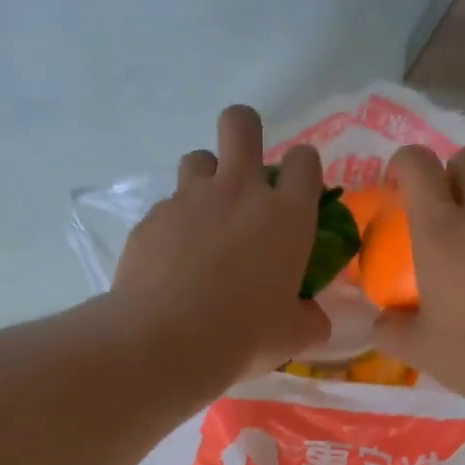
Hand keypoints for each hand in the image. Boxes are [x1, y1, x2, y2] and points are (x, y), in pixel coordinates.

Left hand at [109, 105, 331, 393]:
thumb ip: (309, 317)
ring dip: (206, 178)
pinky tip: (170, 261)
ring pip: (198, 159)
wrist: (168, 340)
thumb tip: (312, 315)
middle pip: (241, 123)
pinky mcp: (152, 217)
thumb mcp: (293, 335)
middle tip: (244, 168)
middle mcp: (238, 192)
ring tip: (204, 217)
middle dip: (245, 131)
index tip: (296, 191)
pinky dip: (173, 225)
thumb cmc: (244, 336)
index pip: (305, 161)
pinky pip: (166, 207)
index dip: (303, 169)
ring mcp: (190, 199)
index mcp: (286, 215)